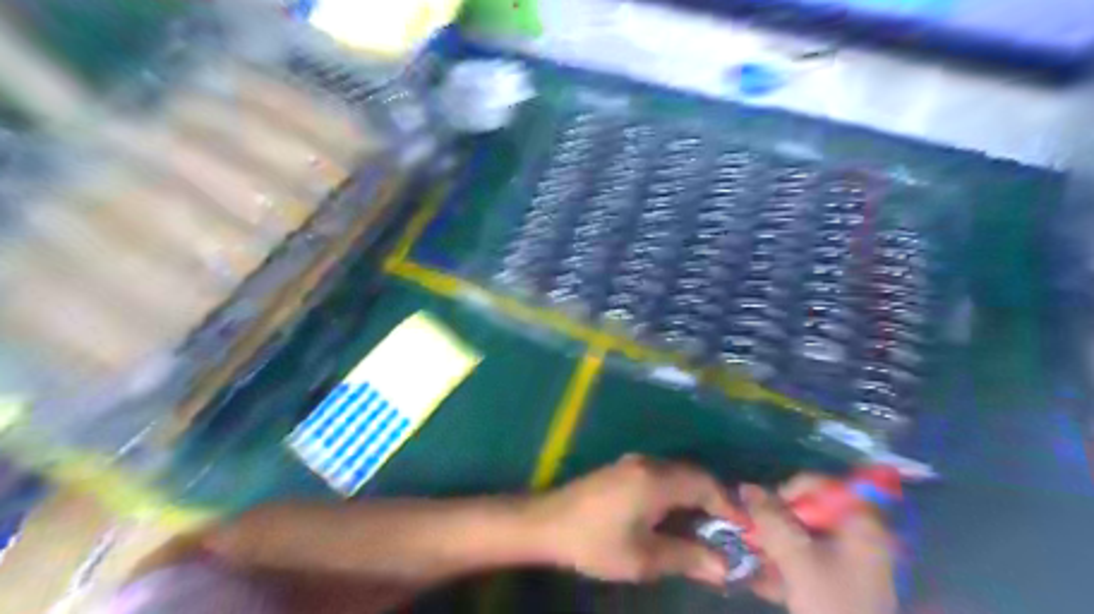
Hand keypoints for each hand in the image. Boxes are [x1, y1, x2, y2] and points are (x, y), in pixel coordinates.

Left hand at [527, 455, 734, 589]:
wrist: (546, 523)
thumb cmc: (595, 542)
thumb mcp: (643, 558)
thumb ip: (686, 558)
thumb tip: (724, 566)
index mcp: (656, 480)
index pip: (705, 484)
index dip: (729, 505)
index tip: (745, 530)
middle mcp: (648, 463)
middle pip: (693, 475)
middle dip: (714, 501)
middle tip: (729, 532)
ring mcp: (632, 463)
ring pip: (677, 474)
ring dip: (695, 496)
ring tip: (707, 528)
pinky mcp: (622, 469)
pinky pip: (661, 476)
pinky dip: (677, 493)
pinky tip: (675, 517)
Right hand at [744, 478, 896, 612]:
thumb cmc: (832, 605)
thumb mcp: (796, 558)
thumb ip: (770, 519)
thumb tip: (746, 487)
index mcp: (861, 524)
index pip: (821, 485)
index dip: (789, 490)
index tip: (764, 510)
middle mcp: (860, 536)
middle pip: (810, 511)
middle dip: (777, 520)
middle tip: (754, 534)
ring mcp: (853, 562)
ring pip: (805, 537)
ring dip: (776, 544)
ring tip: (754, 557)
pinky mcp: (842, 584)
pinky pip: (808, 561)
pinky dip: (786, 565)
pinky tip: (765, 580)